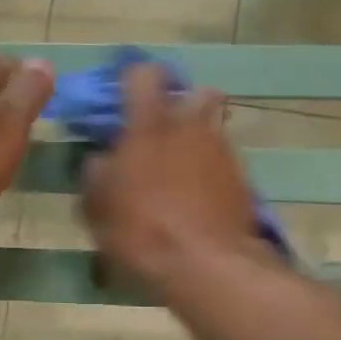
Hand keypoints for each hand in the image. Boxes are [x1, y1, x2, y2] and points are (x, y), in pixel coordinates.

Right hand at [81, 61, 264, 296]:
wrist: (206, 265)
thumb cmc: (141, 229)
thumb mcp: (97, 205)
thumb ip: (96, 173)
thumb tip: (102, 159)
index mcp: (151, 124)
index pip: (144, 74)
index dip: (134, 78)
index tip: (125, 96)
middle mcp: (192, 126)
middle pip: (198, 93)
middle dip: (185, 104)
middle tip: (166, 131)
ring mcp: (223, 151)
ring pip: (215, 128)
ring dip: (200, 139)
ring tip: (183, 170)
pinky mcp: (244, 179)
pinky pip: (226, 162)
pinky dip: (213, 171)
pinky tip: (201, 197)